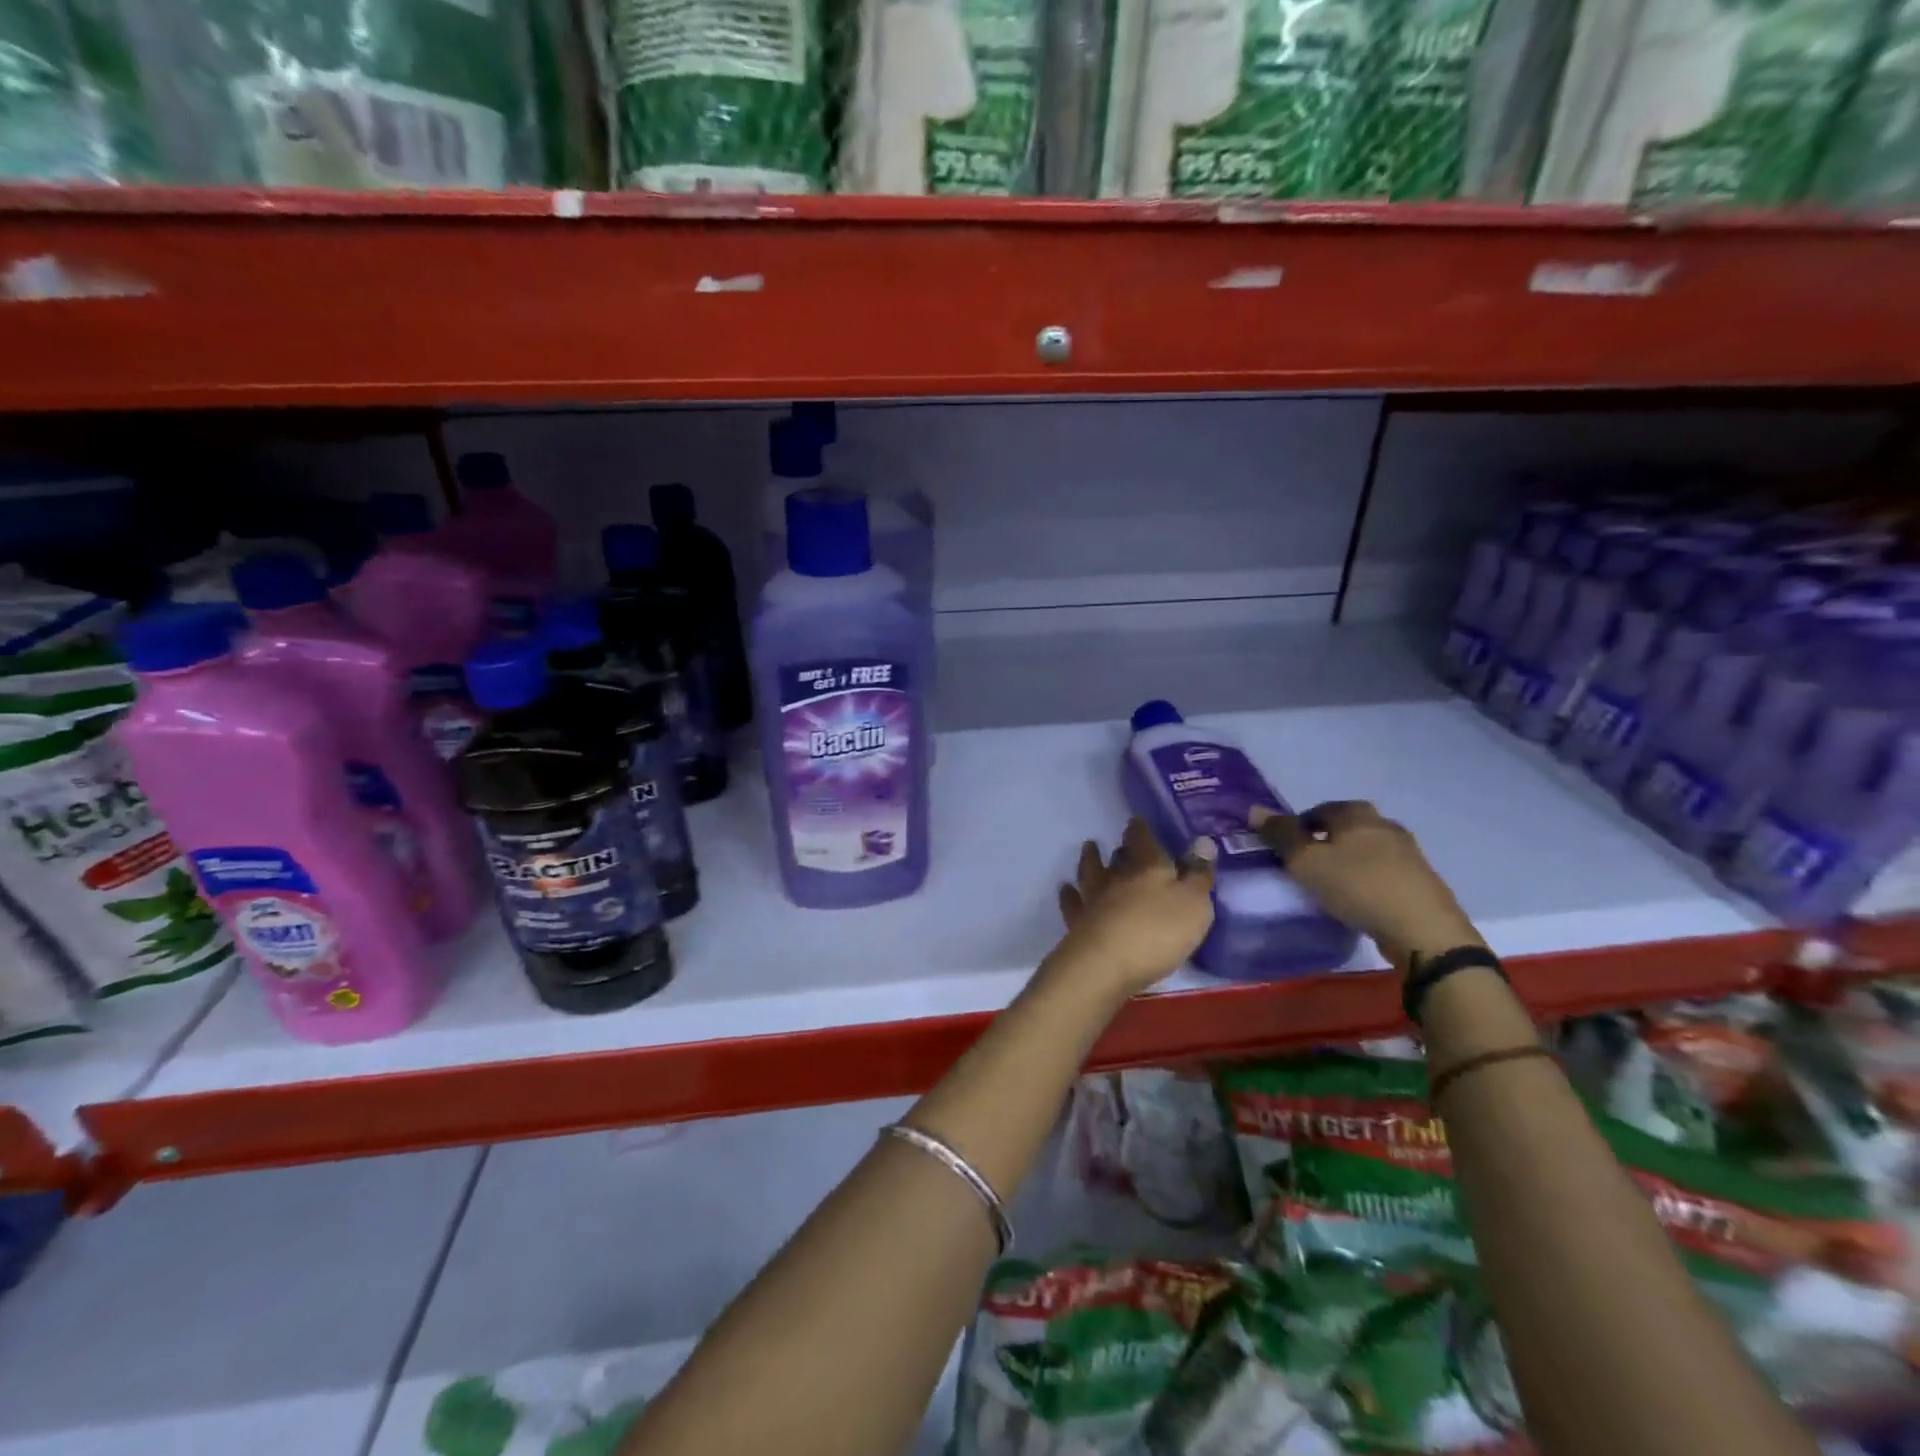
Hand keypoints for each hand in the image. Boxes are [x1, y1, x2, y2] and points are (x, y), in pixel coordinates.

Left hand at [1052, 817, 1216, 999]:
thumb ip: (1199, 874)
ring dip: (1090, 859)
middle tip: (1121, 844)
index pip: (1142, 839)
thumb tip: (1203, 841)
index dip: (1140, 829)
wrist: (1106, 964)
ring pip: (1091, 872)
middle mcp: (1117, 877)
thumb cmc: (1158, 932)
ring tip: (1089, 848)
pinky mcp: (1078, 922)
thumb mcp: (1194, 904)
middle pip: (1118, 857)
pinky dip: (1069, 894)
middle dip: (1121, 848)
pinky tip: (1066, 889)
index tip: (1137, 822)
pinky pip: (1072, 902)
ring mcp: (1094, 899)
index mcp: (1148, 867)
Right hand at [1250, 800, 1480, 968]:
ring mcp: (1408, 853)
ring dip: (1346, 863)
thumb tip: (1254, 809)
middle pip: (1344, 828)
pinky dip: (1365, 880)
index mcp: (1357, 813)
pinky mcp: (1420, 880)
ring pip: (1364, 851)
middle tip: (1304, 867)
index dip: (1297, 826)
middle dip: (1323, 843)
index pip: (1318, 809)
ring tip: (1328, 887)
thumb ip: (1280, 835)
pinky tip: (1357, 900)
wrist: (1423, 930)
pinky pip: (1382, 873)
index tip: (1284, 850)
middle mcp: (1385, 825)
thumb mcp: (1307, 861)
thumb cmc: (1357, 886)